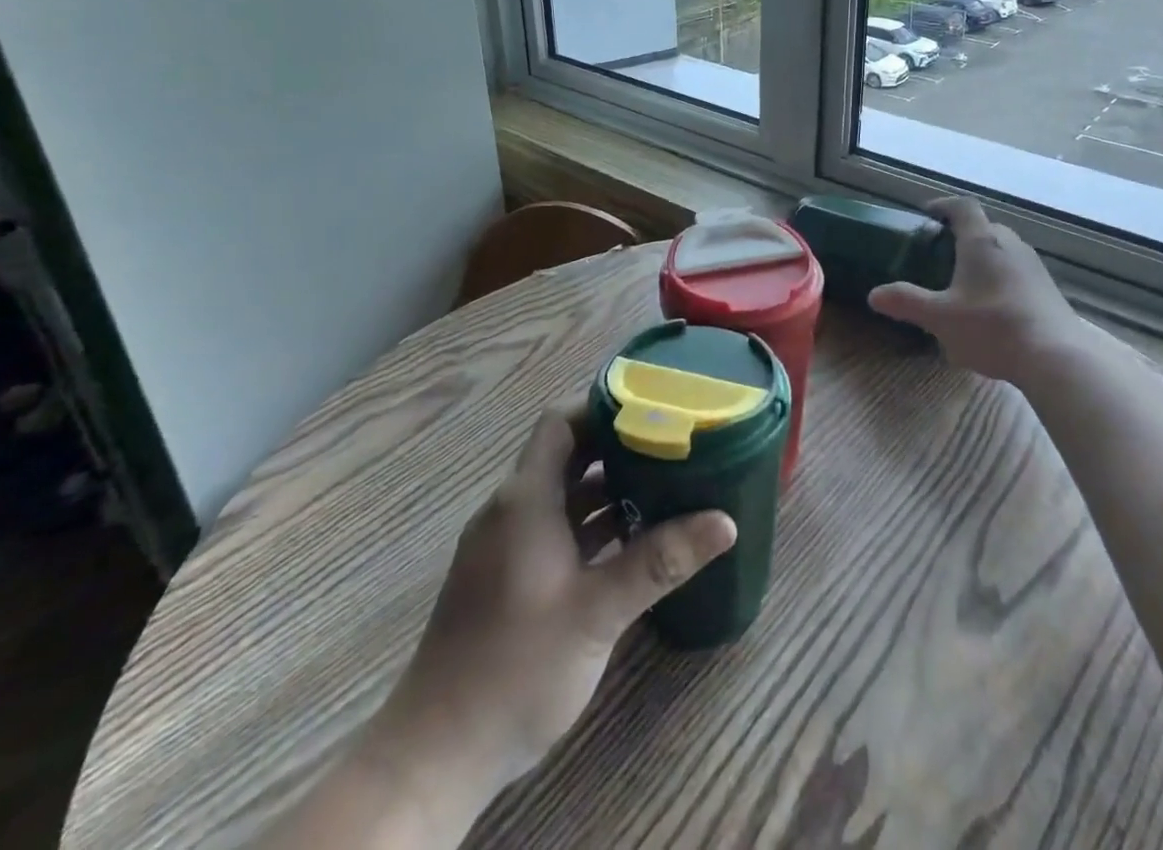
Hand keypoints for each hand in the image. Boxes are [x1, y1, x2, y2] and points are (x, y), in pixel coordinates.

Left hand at [368, 405, 735, 801]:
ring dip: (606, 488)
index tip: (652, 408)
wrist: (437, 755)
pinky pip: (554, 528)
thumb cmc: (517, 667)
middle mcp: (512, 510)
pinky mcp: (507, 577)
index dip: (602, 408)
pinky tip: (631, 540)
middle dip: (616, 447)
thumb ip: (659, 561)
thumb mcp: (597, 611)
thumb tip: (725, 522)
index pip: (560, 423)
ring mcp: (506, 545)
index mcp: (525, 499)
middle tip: (671, 445)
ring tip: (663, 485)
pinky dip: (590, 524)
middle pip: (566, 455)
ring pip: (562, 495)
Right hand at [868, 196, 1099, 386]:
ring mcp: (1033, 266)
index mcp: (982, 241)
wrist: (1057, 357)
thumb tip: (874, 295)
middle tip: (939, 254)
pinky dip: (999, 278)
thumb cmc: (992, 327)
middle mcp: (1010, 244)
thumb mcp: (940, 318)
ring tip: (962, 282)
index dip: (943, 205)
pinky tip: (990, 308)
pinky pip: (1017, 271)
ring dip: (982, 258)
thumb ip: (906, 303)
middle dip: (961, 236)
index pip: (963, 207)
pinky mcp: (1047, 289)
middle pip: (984, 227)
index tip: (926, 214)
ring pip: (1002, 250)